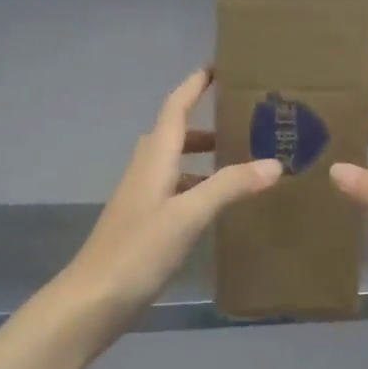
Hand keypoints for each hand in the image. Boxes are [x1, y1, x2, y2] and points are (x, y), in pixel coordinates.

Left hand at [55, 68, 280, 335]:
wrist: (93, 300)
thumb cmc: (138, 251)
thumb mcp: (188, 215)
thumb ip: (229, 187)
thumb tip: (274, 163)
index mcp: (153, 161)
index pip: (174, 110)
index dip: (193, 87)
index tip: (216, 67)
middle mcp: (145, 173)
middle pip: (172, 136)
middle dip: (202, 124)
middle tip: (241, 122)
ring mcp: (141, 201)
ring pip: (173, 166)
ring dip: (201, 159)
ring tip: (238, 164)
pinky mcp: (143, 227)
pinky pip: (174, 193)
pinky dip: (196, 189)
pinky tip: (215, 208)